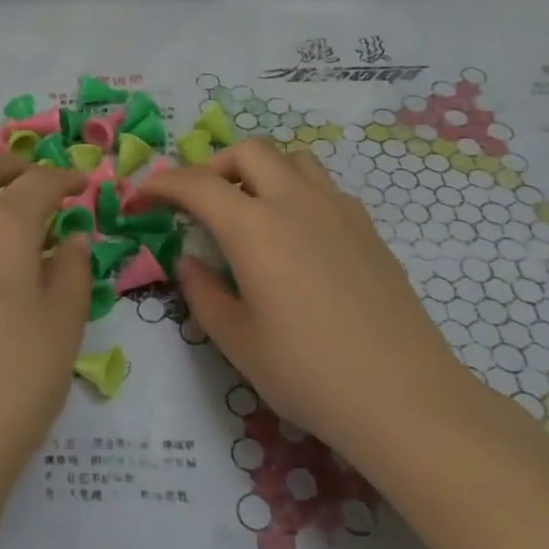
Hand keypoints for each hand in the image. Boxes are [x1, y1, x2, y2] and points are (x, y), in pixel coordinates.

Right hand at [132, 139, 471, 473]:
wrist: (405, 398)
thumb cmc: (308, 373)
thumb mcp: (237, 341)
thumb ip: (203, 293)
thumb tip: (189, 262)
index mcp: (255, 228)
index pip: (197, 184)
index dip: (162, 184)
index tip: (142, 197)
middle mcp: (296, 203)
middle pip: (248, 150)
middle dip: (213, 166)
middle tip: (199, 202)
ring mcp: (339, 210)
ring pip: (293, 158)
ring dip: (260, 170)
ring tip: (249, 210)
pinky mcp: (368, 228)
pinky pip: (323, 187)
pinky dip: (295, 192)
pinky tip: (295, 237)